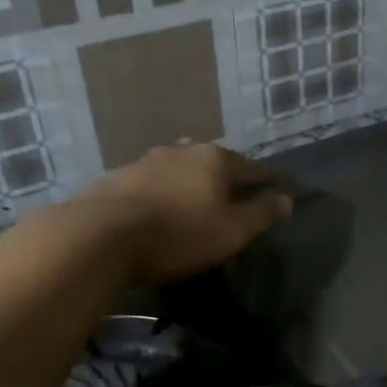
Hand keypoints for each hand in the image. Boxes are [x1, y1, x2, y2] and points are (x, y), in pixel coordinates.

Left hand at [86, 143, 292, 284]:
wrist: (100, 236)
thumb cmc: (179, 234)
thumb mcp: (233, 231)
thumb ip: (262, 213)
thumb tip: (286, 198)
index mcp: (216, 159)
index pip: (253, 168)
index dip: (268, 182)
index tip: (277, 192)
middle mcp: (183, 151)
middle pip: (214, 162)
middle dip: (226, 177)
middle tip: (234, 197)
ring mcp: (146, 161)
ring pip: (180, 168)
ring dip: (191, 181)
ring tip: (195, 200)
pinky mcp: (117, 178)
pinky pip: (152, 182)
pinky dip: (163, 191)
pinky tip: (159, 207)